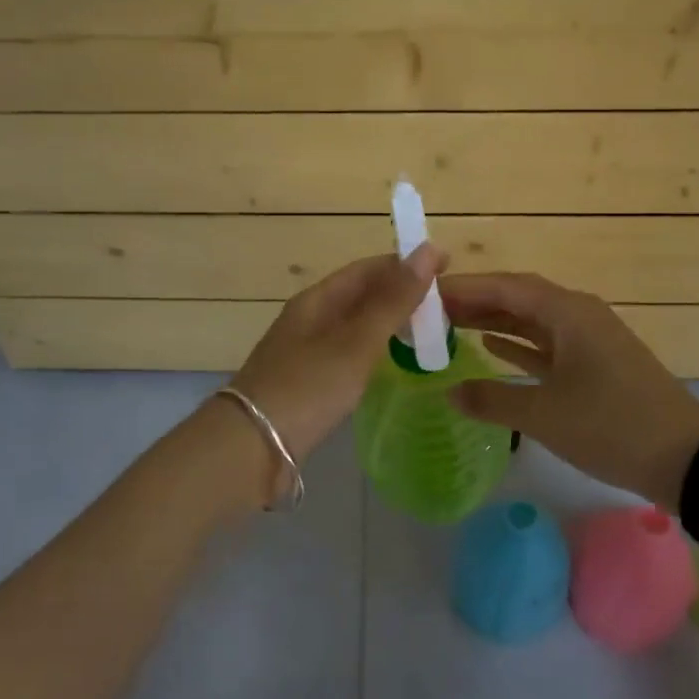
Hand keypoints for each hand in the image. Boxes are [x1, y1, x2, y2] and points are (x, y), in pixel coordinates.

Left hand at [231, 246, 446, 467]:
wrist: (250, 448)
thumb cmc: (307, 388)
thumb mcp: (357, 342)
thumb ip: (394, 300)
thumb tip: (428, 249)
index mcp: (317, 299)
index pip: (368, 268)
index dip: (407, 263)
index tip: (448, 267)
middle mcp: (309, 318)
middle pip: (361, 295)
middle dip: (401, 292)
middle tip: (445, 305)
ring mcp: (305, 351)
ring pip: (355, 325)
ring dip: (390, 321)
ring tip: (427, 331)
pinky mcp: (306, 382)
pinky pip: (348, 353)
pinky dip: (375, 350)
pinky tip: (391, 364)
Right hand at [440, 272, 698, 506]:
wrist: (686, 458)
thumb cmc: (612, 426)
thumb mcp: (545, 415)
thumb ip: (492, 400)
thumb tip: (450, 392)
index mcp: (568, 312)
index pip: (505, 287)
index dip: (465, 288)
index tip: (425, 292)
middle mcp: (578, 316)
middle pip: (518, 299)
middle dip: (475, 302)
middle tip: (431, 311)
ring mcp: (589, 340)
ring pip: (532, 322)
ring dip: (494, 322)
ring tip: (450, 326)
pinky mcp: (596, 365)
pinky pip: (547, 345)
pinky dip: (519, 346)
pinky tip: (492, 350)